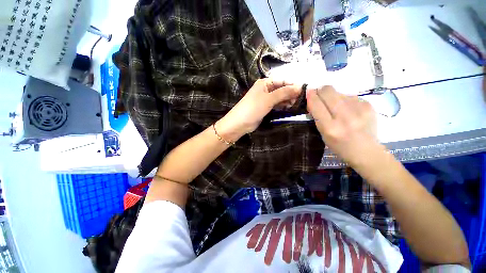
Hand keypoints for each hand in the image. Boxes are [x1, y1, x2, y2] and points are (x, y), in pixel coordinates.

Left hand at [217, 78, 301, 141]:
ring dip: (287, 99)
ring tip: (295, 104)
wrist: (240, 123)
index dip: (292, 84)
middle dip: (290, 93)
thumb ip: (284, 93)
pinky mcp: (265, 107)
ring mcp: (265, 99)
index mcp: (265, 83)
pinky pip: (276, 104)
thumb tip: (299, 87)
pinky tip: (288, 107)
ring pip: (279, 97)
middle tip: (299, 99)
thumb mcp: (269, 99)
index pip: (282, 80)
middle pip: (281, 88)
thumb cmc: (253, 108)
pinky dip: (282, 105)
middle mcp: (265, 89)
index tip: (303, 90)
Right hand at [307, 86, 381, 166]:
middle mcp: (344, 117)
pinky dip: (345, 101)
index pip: (316, 104)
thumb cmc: (340, 146)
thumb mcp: (323, 134)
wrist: (366, 151)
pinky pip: (350, 96)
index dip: (311, 95)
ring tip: (337, 108)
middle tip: (320, 95)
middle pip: (328, 91)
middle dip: (321, 90)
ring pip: (339, 92)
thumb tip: (313, 99)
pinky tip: (349, 110)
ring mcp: (359, 110)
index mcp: (330, 128)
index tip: (309, 91)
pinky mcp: (369, 105)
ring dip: (334, 97)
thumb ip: (317, 116)